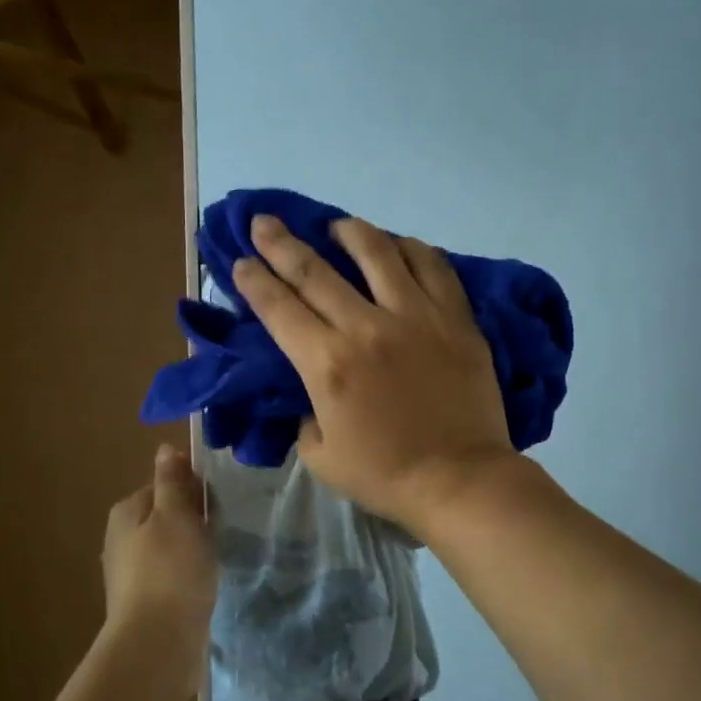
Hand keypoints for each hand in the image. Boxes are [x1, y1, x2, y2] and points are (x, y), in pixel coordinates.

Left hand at [102, 445, 216, 700]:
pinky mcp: (145, 601)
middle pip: (166, 515)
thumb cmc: (171, 570)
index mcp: (127, 512)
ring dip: (193, 548)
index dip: (192, 489)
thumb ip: (172, 482)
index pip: (164, 484)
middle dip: (194, 519)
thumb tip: (165, 448)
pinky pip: (172, 574)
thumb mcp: (176, 515)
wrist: (157, 644)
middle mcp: (122, 538)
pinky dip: (189, 574)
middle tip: (220, 531)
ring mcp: (131, 573)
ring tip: (216, 558)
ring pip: (170, 545)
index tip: (215, 504)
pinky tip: (204, 584)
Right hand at [232, 213, 518, 535]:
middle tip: (264, 222)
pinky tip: (400, 246)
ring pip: (378, 253)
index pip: (279, 307)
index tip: (241, 261)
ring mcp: (416, 316)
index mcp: (327, 364)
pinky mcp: (455, 318)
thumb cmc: (385, 474)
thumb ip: (305, 415)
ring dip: (349, 231)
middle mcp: (366, 327)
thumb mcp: (320, 456)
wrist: (460, 479)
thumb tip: (312, 388)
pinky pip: (433, 266)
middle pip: (315, 270)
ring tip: (337, 226)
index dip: (254, 280)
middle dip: (280, 243)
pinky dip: (411, 249)